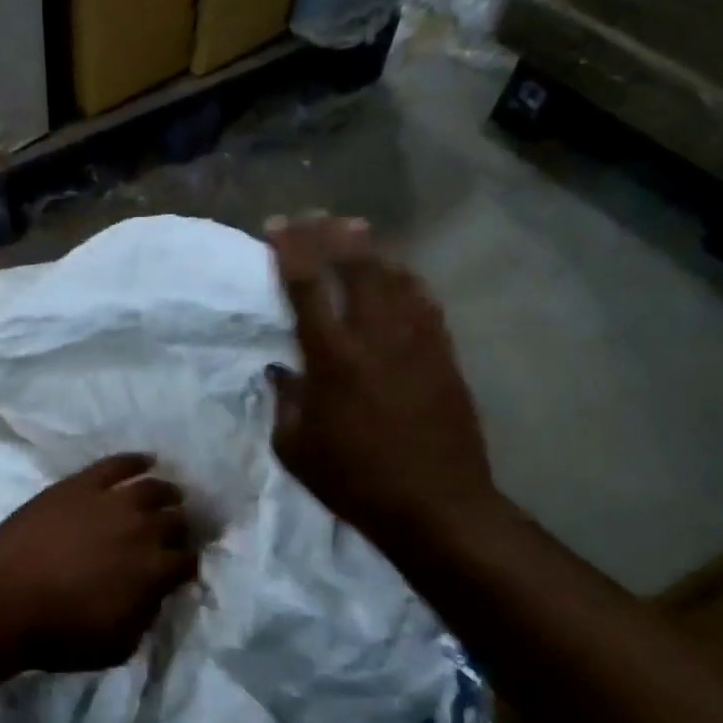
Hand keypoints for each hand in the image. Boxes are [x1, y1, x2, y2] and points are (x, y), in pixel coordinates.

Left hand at [0, 454, 196, 671]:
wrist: (4, 600)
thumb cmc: (59, 633)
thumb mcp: (118, 645)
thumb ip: (146, 617)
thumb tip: (154, 595)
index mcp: (154, 571)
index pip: (188, 560)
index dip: (189, 563)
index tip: (183, 566)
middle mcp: (142, 529)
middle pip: (176, 520)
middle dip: (182, 527)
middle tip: (176, 530)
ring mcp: (111, 501)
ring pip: (153, 488)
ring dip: (167, 493)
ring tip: (169, 494)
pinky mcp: (80, 484)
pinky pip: (117, 464)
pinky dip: (135, 460)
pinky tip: (145, 461)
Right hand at [266, 214, 500, 539]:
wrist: (437, 506)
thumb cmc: (354, 480)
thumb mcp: (295, 448)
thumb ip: (285, 401)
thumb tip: (282, 370)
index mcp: (333, 358)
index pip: (308, 286)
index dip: (291, 250)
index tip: (277, 226)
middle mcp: (376, 337)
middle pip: (357, 266)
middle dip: (332, 234)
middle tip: (316, 216)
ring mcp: (417, 342)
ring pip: (395, 277)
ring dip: (371, 250)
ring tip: (354, 231)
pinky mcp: (445, 356)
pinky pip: (424, 302)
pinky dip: (406, 280)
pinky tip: (398, 275)